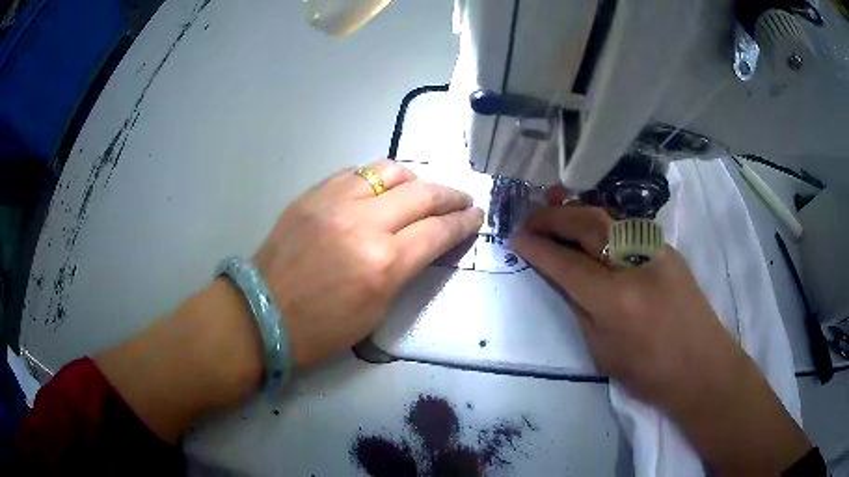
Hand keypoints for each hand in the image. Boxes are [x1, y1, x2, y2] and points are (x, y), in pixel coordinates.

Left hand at [252, 159, 483, 368]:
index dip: (463, 223)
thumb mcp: (376, 309)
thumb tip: (423, 242)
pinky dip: (376, 179)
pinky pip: (355, 173)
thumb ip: (404, 269)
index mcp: (384, 263)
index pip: (438, 231)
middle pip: (423, 194)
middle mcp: (364, 222)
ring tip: (422, 191)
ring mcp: (335, 201)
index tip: (476, 217)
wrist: (262, 313)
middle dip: (451, 196)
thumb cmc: (321, 329)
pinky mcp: (313, 194)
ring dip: (415, 180)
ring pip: (389, 172)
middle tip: (463, 199)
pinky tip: (380, 190)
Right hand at [513, 202, 810, 473]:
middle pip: (587, 224)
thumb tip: (566, 280)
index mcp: (614, 299)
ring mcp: (655, 250)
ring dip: (576, 211)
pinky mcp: (668, 249)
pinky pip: (627, 227)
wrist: (702, 366)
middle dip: (553, 217)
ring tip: (554, 209)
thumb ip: (582, 309)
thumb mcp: (603, 351)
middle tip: (531, 218)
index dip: (537, 248)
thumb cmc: (650, 372)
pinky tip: (591, 226)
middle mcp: (634, 264)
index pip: (566, 263)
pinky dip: (602, 221)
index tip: (516, 238)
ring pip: (609, 217)